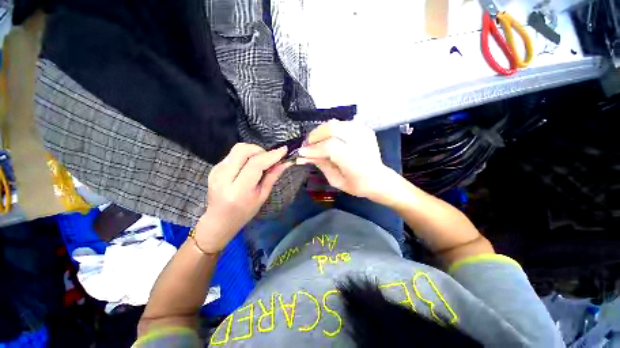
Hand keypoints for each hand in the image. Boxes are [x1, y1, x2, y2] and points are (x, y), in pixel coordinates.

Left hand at [195, 144, 290, 252]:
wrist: (219, 220)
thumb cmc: (244, 212)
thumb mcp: (262, 197)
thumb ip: (272, 177)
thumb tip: (284, 163)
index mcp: (238, 190)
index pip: (255, 165)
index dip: (271, 155)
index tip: (283, 150)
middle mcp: (224, 178)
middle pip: (243, 150)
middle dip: (260, 150)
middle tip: (269, 159)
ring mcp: (216, 171)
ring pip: (237, 149)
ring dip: (253, 152)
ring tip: (260, 162)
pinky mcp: (214, 168)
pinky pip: (233, 154)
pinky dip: (245, 156)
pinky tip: (248, 166)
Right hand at [297, 120, 397, 201]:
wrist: (379, 179)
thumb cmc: (357, 185)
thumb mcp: (335, 180)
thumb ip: (321, 165)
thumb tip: (305, 155)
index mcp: (355, 161)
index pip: (330, 147)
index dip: (314, 148)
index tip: (302, 152)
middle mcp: (360, 143)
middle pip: (332, 128)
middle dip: (315, 135)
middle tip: (308, 144)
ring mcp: (364, 133)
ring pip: (336, 123)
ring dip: (322, 131)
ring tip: (316, 141)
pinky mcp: (365, 129)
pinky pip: (342, 124)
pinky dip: (331, 129)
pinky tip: (329, 138)